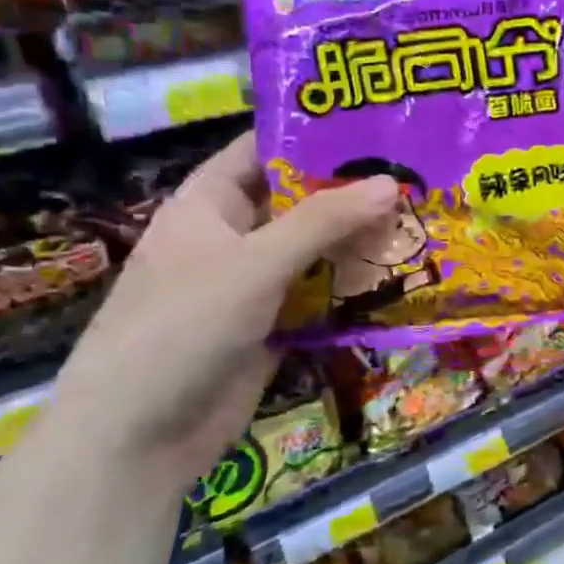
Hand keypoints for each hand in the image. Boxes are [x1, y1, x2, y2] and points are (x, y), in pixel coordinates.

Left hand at [48, 133, 394, 493]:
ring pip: (315, 252)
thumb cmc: (183, 328)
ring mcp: (254, 286)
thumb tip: (391, 183)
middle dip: (351, 192)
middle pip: (298, 202)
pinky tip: (403, 278)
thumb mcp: (254, 264)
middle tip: (417, 176)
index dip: (311, 136)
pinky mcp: (274, 328)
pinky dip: (355, 289)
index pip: (261, 151)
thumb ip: (323, 221)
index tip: (373, 126)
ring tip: (423, 221)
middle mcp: (232, 238)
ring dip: (360, 243)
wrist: (140, 437)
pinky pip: (320, 297)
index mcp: (208, 205)